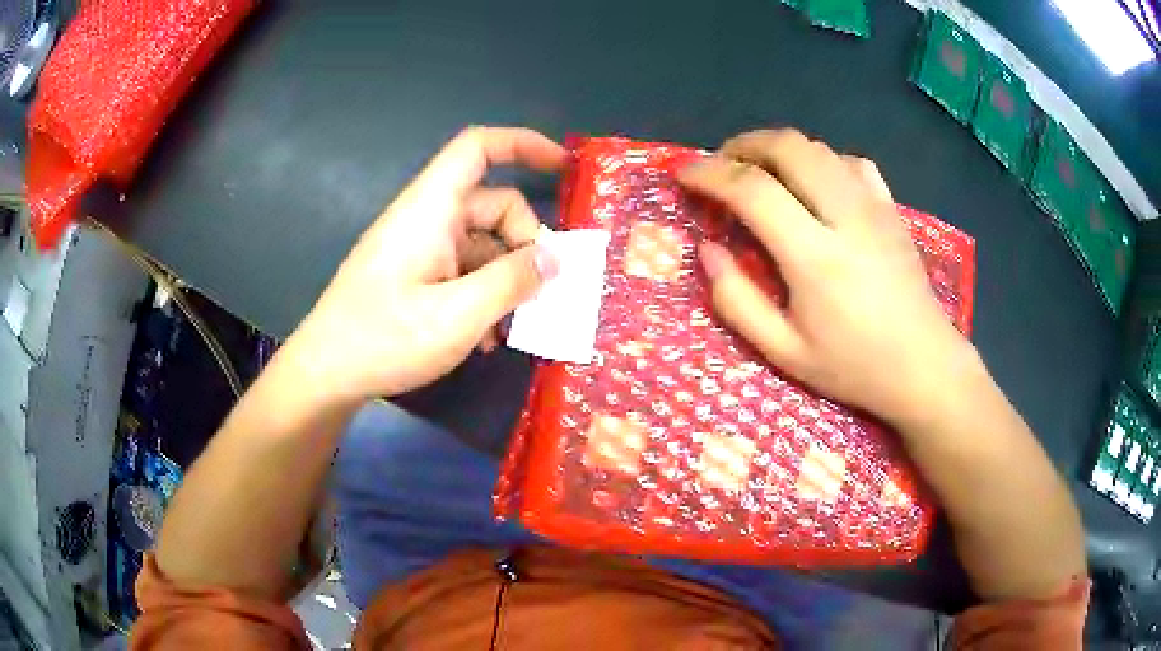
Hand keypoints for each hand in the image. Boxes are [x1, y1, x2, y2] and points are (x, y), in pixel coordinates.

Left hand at [286, 127, 564, 401]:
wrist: (325, 374)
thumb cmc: (384, 339)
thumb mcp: (458, 315)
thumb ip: (512, 281)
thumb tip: (554, 257)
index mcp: (431, 209)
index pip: (479, 148)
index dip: (523, 144)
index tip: (564, 167)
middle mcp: (426, 219)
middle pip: (492, 204)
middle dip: (525, 241)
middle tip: (543, 290)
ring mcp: (418, 249)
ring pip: (481, 243)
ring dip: (507, 277)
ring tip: (516, 326)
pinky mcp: (413, 276)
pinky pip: (462, 269)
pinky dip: (484, 293)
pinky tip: (488, 337)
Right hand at [679, 129, 983, 429]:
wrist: (924, 365)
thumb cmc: (854, 366)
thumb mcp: (785, 353)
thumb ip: (737, 301)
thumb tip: (707, 249)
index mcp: (814, 257)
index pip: (752, 189)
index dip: (708, 173)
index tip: (683, 174)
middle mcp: (845, 216)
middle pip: (787, 147)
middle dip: (742, 145)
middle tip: (719, 167)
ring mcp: (873, 206)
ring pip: (817, 148)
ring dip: (778, 150)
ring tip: (758, 174)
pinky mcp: (891, 208)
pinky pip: (850, 162)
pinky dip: (820, 161)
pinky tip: (813, 184)